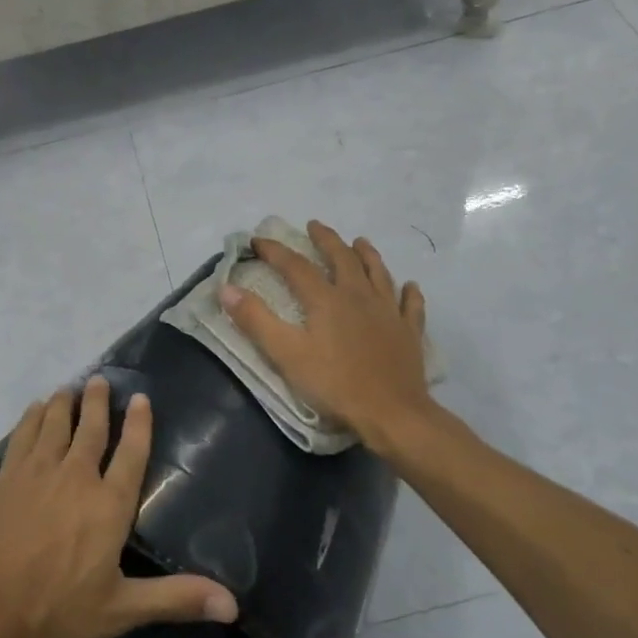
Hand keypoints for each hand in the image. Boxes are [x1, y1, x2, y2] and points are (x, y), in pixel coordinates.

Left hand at [0, 378, 238, 637]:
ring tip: (71, 387)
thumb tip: (233, 605)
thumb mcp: (119, 611)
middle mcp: (75, 478)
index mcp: (108, 505)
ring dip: (66, 403)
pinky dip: (32, 417)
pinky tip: (36, 410)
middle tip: (101, 380)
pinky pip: (23, 435)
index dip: (138, 424)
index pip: (130, 454)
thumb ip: (175, 599)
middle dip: (98, 402)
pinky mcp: (5, 479)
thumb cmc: (52, 612)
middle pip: (91, 429)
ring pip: (55, 424)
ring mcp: (36, 474)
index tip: (140, 398)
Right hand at [219, 220, 434, 449]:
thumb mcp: (286, 354)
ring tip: (360, 242)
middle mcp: (358, 295)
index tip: (258, 240)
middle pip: (342, 258)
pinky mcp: (409, 332)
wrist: (391, 412)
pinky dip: (409, 292)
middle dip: (326, 240)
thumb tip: (227, 289)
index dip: (275, 251)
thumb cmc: (334, 384)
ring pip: (378, 273)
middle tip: (315, 226)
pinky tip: (409, 286)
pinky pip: (411, 305)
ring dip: (367, 254)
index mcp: (326, 299)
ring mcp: (388, 312)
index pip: (295, 266)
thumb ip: (256, 320)